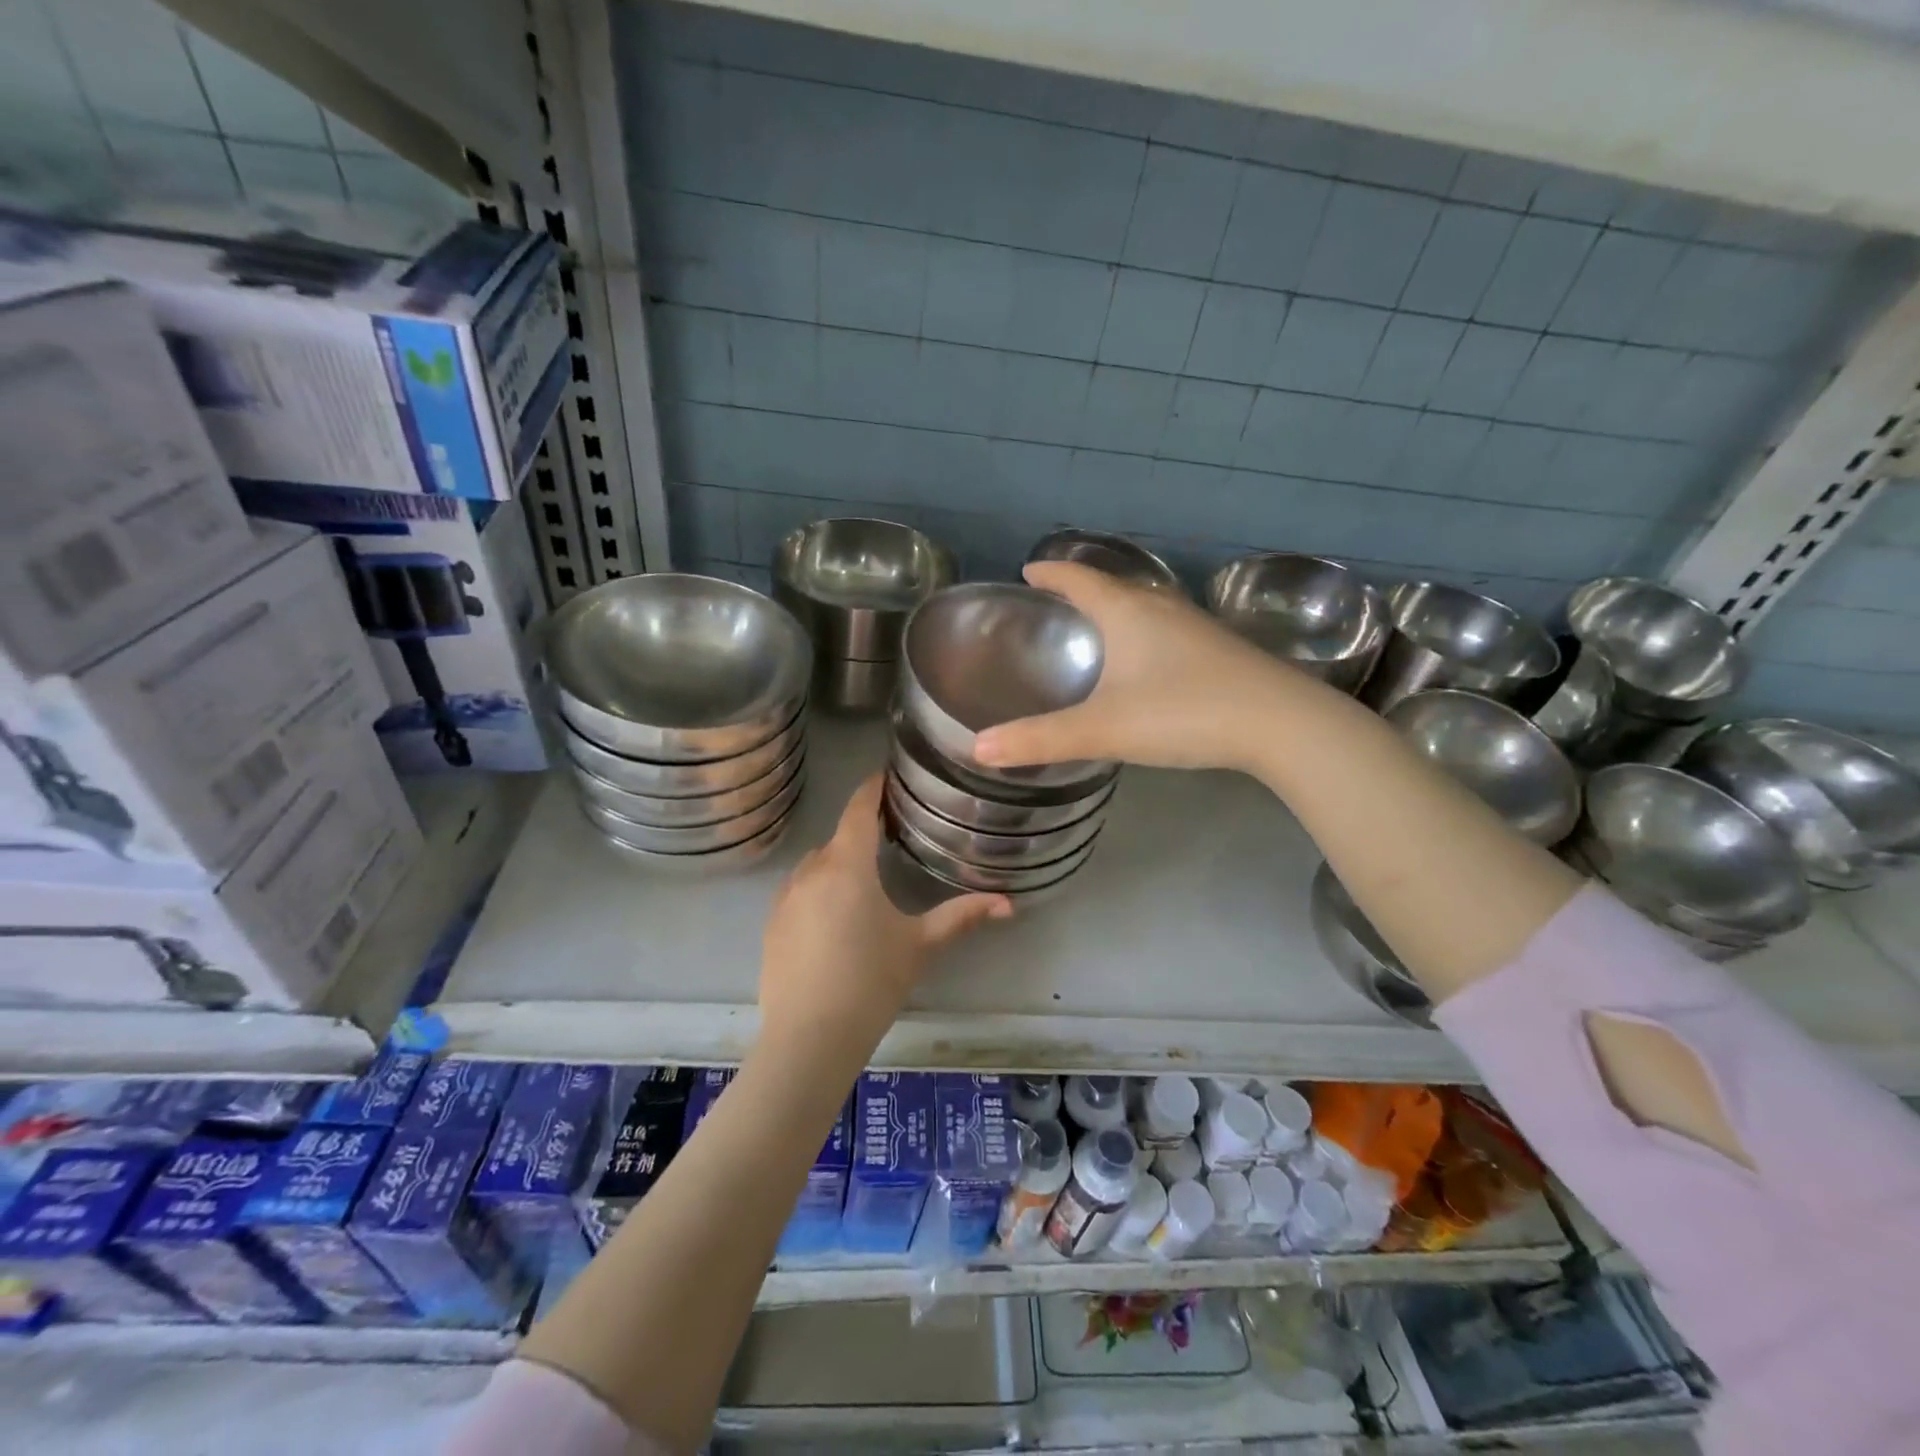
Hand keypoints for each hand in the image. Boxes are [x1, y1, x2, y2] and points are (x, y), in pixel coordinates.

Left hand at [759, 775, 1009, 1053]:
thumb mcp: (920, 945)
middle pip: (839, 838)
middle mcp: (810, 871)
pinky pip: (798, 891)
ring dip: (839, 863)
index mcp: (847, 865)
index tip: (888, 775)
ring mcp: (784, 898)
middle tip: (892, 836)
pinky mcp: (771, 924)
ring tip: (865, 880)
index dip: (873, 787)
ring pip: (816, 865)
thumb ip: (962, 916)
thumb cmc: (871, 982)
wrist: (809, 1038)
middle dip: (862, 832)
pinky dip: (818, 890)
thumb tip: (1008, 902)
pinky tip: (834, 918)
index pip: (858, 808)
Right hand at [974, 561, 1313, 774]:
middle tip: (1053, 604)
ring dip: (1114, 612)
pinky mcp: (1217, 652)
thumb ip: (1040, 739)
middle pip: (1112, 588)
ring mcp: (1195, 628)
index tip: (1028, 571)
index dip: (1051, 574)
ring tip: (1093, 629)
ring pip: (1143, 609)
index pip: (1079, 579)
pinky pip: (1165, 631)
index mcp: (1128, 612)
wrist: (1281, 724)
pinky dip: (1141, 635)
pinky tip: (1143, 663)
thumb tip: (979, 749)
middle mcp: (1161, 609)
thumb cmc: (1184, 712)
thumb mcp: (1104, 728)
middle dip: (1080, 591)